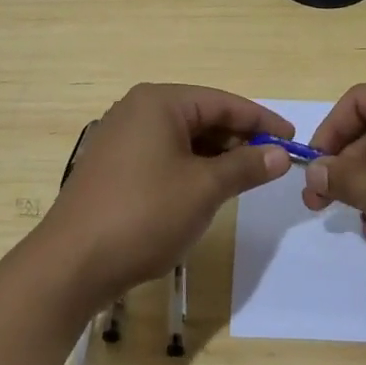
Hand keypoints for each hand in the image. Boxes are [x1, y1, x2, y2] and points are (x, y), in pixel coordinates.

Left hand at [39, 84, 292, 305]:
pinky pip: (162, 154)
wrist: (72, 262)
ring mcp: (120, 137)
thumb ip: (245, 166)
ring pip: (182, 137)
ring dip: (215, 155)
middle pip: (201, 116)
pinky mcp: (112, 165)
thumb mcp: (204, 189)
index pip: (222, 102)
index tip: (293, 140)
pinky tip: (206, 188)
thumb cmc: (144, 214)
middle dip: (238, 139)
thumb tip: (279, 155)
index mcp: (159, 102)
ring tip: (245, 177)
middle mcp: (137, 109)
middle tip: (272, 163)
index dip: (261, 121)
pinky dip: (189, 166)